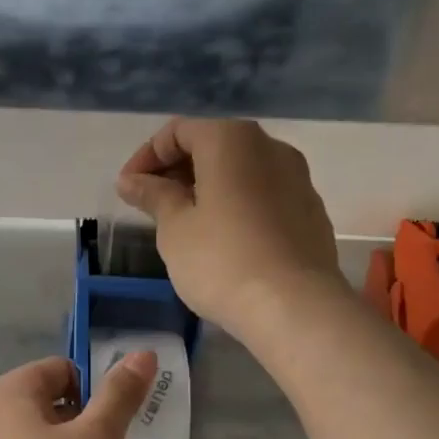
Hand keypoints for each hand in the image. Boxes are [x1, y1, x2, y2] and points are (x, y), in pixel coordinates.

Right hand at [117, 118, 343, 342]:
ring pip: (241, 172)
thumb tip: (132, 181)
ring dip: (208, 189)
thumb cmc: (221, 260)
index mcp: (231, 139)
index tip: (128, 190)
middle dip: (177, 172)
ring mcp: (297, 179)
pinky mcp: (311, 212)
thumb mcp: (174, 228)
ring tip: (185, 225)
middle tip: (151, 207)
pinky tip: (223, 241)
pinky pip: (264, 196)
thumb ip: (153, 196)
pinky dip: (236, 206)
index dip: (146, 158)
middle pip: (213, 146)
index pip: (178, 132)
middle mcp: (270, 147)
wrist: (294, 307)